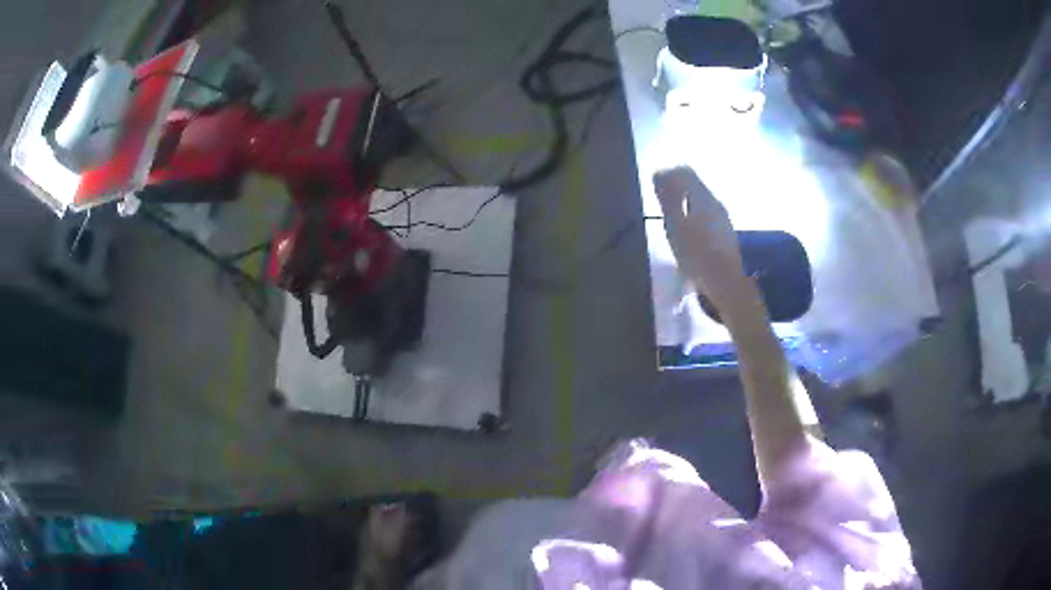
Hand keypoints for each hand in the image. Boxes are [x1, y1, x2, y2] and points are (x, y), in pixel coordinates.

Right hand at [653, 166, 746, 306]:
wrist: (725, 282)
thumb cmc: (696, 253)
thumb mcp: (675, 225)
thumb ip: (667, 198)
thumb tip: (659, 174)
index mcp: (703, 197)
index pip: (685, 171)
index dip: (668, 174)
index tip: (655, 186)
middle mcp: (715, 202)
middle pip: (694, 184)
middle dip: (676, 187)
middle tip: (660, 201)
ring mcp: (722, 217)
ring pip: (701, 199)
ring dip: (685, 201)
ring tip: (671, 217)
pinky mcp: (724, 231)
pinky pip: (706, 212)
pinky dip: (693, 213)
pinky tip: (687, 231)